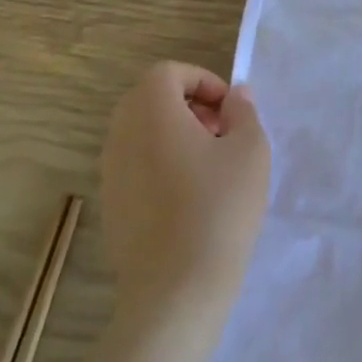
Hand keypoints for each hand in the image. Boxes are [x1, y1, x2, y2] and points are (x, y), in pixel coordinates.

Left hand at [99, 62, 270, 320]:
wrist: (177, 289)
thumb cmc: (219, 206)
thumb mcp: (250, 149)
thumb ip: (243, 112)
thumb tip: (234, 97)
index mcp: (150, 113)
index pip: (167, 73)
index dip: (202, 81)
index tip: (230, 109)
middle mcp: (120, 136)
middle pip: (149, 100)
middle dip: (190, 106)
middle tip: (224, 132)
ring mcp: (110, 174)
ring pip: (142, 134)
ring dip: (177, 135)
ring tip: (214, 167)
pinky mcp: (112, 206)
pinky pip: (137, 165)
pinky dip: (163, 164)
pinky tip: (194, 198)